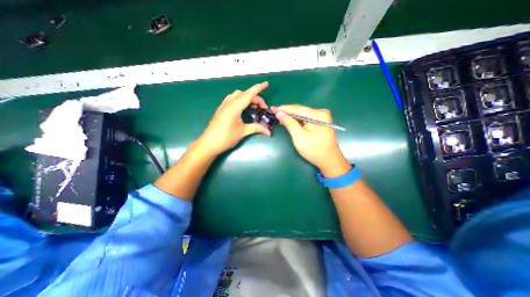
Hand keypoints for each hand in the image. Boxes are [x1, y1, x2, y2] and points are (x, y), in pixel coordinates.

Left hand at [199, 81, 273, 154]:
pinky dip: (240, 99)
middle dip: (255, 98)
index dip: (258, 88)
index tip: (266, 84)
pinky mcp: (221, 109)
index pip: (249, 94)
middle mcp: (229, 103)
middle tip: (262, 108)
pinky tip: (242, 107)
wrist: (209, 144)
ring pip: (237, 95)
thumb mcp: (243, 132)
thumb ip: (256, 128)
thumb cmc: (226, 138)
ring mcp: (224, 106)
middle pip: (244, 94)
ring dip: (247, 97)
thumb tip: (269, 132)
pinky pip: (232, 99)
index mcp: (235, 107)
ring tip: (253, 106)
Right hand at [270, 106, 350, 177]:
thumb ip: (290, 123)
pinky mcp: (321, 122)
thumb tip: (280, 113)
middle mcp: (321, 113)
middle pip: (300, 110)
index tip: (272, 109)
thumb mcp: (299, 137)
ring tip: (279, 116)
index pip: (297, 109)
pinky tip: (289, 120)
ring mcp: (322, 117)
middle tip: (274, 112)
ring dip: (291, 116)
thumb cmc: (314, 150)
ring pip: (302, 114)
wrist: (329, 160)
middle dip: (287, 111)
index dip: (284, 109)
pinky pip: (306, 118)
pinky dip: (297, 120)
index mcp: (318, 115)